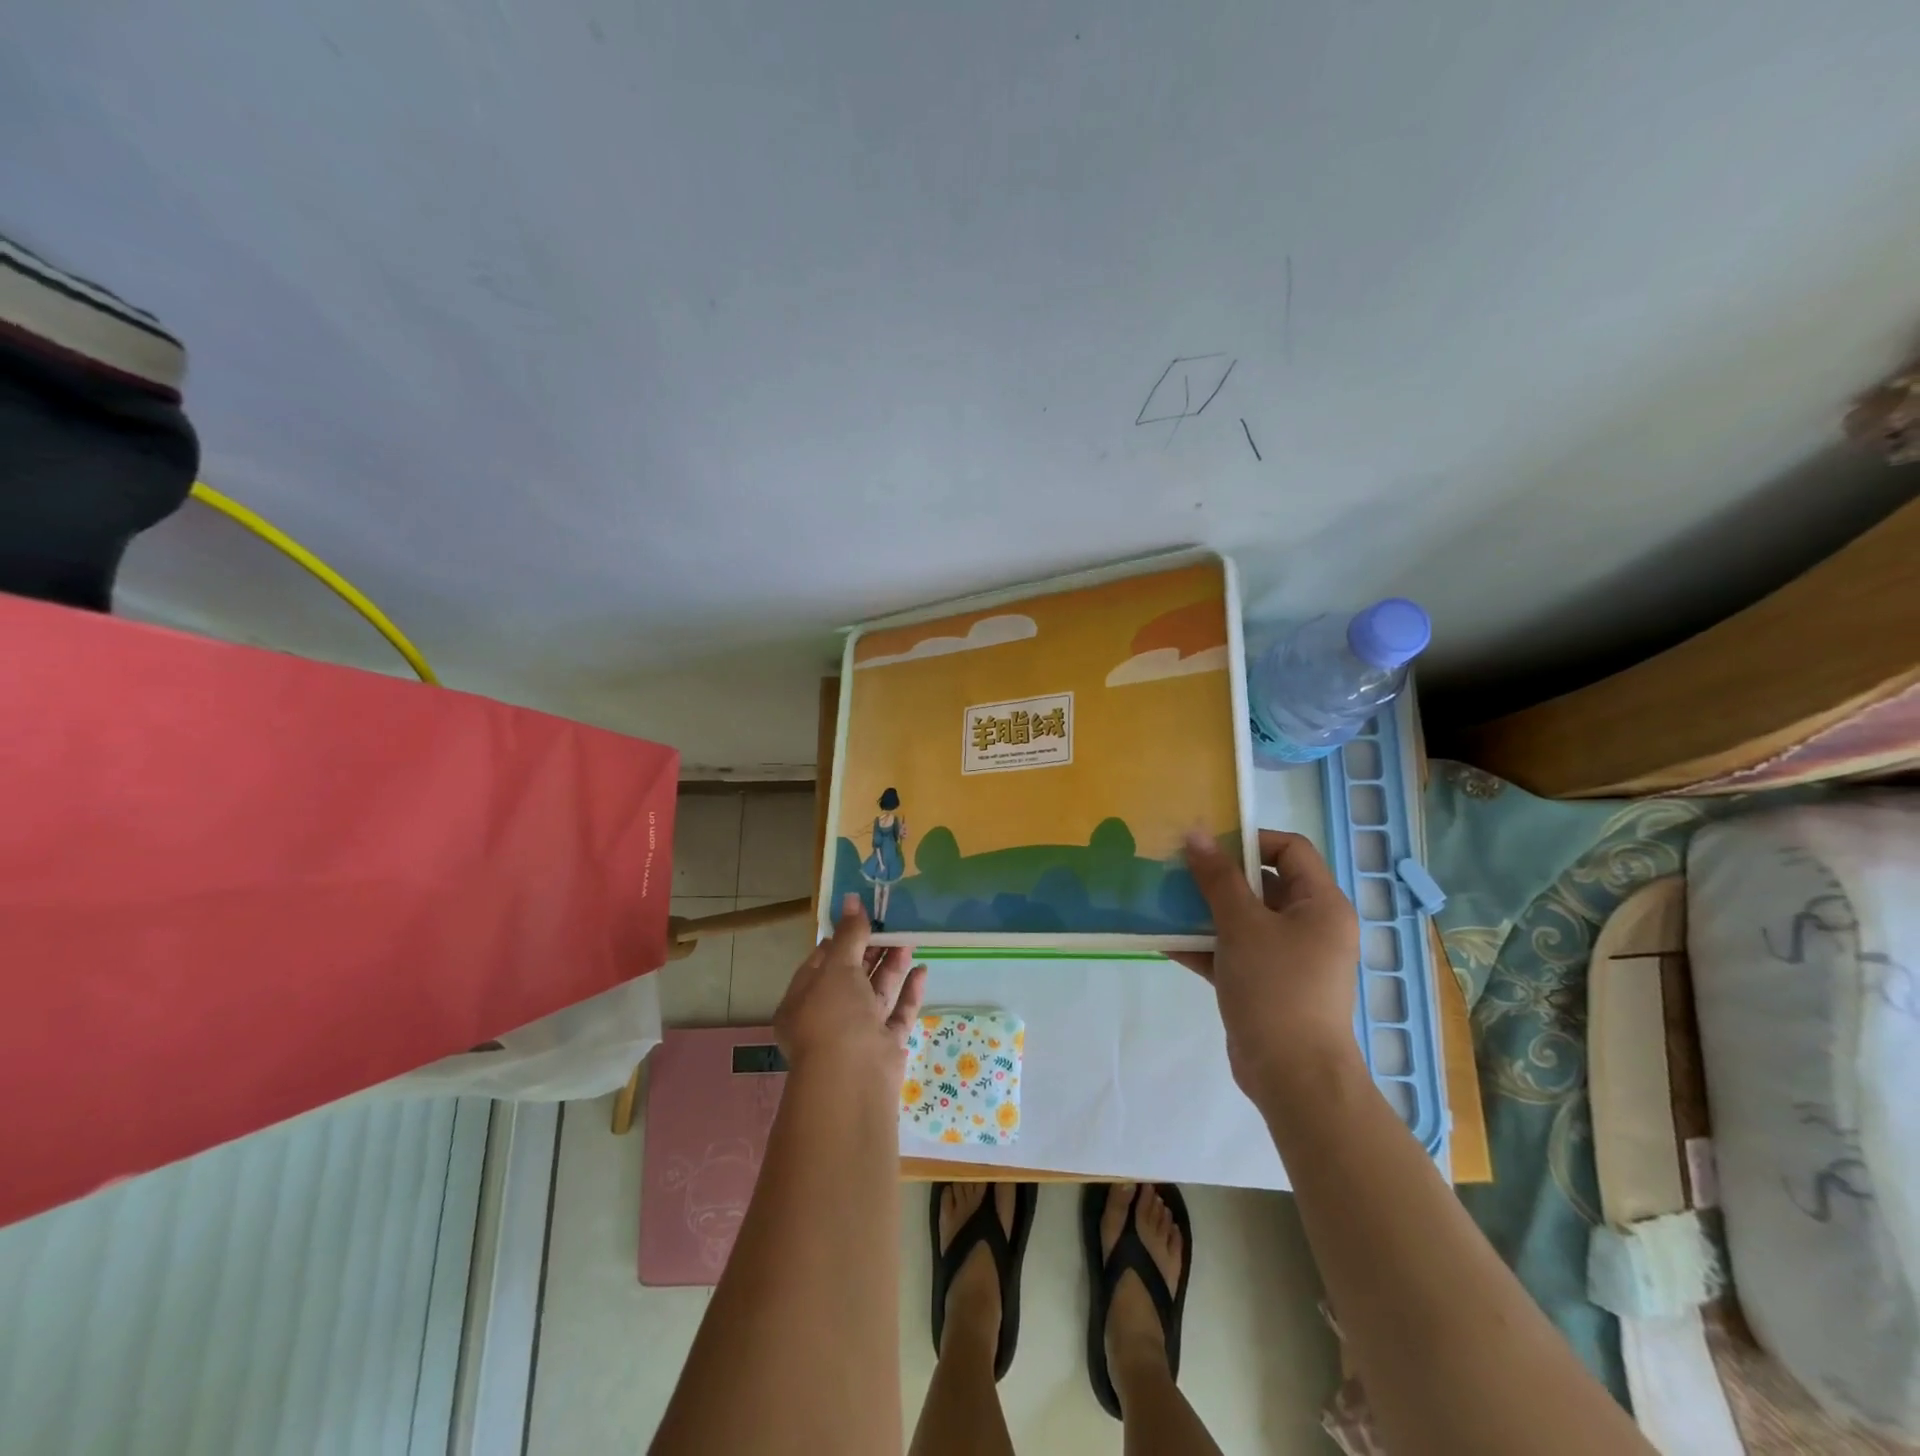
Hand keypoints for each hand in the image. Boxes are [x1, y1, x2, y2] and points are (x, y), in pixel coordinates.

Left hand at [775, 893, 927, 1087]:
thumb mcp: (837, 967)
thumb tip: (852, 899)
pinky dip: (909, 992)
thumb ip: (849, 934)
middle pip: (852, 976)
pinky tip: (923, 970)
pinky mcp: (883, 1047)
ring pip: (876, 994)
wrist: (853, 1078)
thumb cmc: (834, 1015)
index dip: (842, 937)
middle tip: (894, 924)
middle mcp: (827, 1017)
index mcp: (803, 1000)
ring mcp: (857, 1034)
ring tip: (910, 939)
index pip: (821, 961)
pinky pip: (897, 1014)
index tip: (864, 915)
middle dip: (872, 950)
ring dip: (892, 966)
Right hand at [1176, 830, 1362, 1107]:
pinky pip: (1234, 951)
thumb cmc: (1276, 987)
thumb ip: (1218, 878)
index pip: (1290, 849)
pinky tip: (1165, 940)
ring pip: (1244, 919)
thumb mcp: (1242, 924)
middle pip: (1263, 883)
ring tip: (1164, 900)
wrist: (1292, 1076)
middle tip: (1178, 869)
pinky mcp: (1266, 984)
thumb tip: (1197, 834)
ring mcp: (1289, 957)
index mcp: (1321, 904)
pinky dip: (1205, 945)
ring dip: (1205, 910)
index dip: (1249, 840)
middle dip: (1218, 876)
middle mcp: (1310, 926)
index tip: (1208, 846)